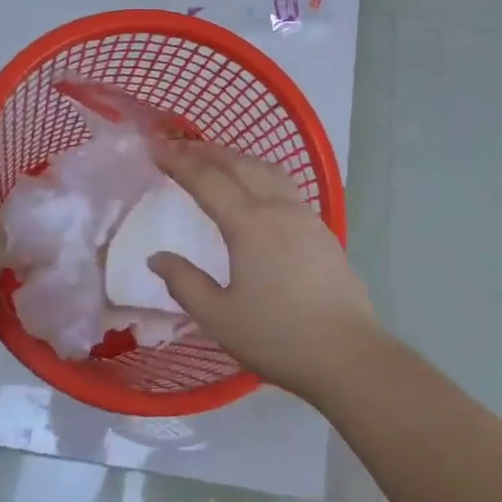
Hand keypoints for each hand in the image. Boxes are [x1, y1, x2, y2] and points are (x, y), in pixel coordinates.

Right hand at [146, 141, 380, 399]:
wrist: (347, 354)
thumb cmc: (278, 337)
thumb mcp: (219, 318)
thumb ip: (184, 284)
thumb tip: (157, 258)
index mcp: (249, 224)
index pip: (207, 180)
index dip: (178, 162)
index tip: (154, 150)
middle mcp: (277, 208)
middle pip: (238, 164)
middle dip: (205, 151)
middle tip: (177, 147)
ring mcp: (304, 216)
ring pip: (266, 168)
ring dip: (236, 157)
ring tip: (215, 159)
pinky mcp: (321, 229)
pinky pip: (284, 184)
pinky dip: (259, 172)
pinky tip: (256, 187)